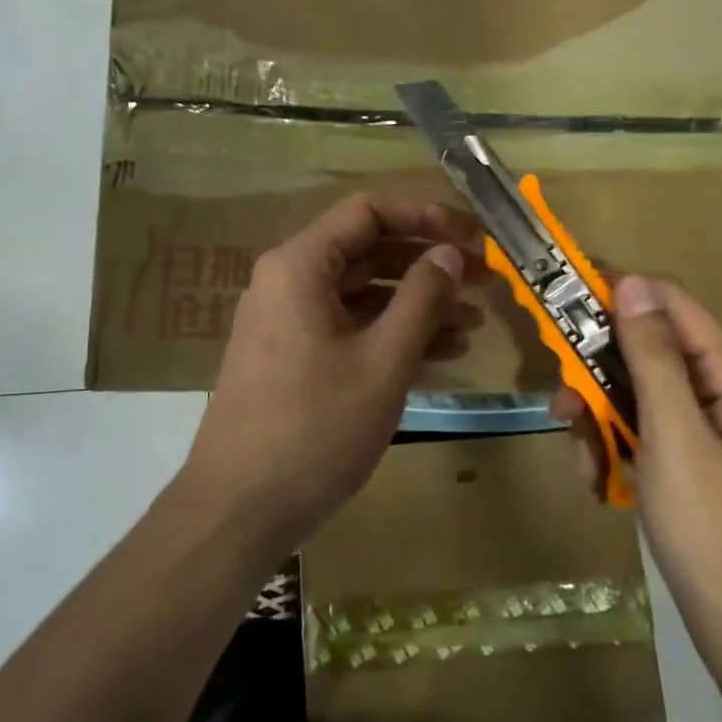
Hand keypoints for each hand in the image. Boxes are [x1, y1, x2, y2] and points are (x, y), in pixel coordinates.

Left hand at [181, 194, 483, 554]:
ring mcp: (289, 322)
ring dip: (417, 304)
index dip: (425, 217)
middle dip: (427, 264)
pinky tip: (440, 355)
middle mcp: (289, 282)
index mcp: (300, 265)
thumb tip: (448, 253)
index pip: (368, 211)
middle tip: (483, 280)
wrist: (238, 510)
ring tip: (473, 325)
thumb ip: (421, 298)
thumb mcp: (382, 361)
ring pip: (362, 295)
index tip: (472, 238)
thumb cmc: (314, 428)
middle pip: (367, 251)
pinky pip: (349, 329)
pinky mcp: (293, 359)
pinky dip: (391, 335)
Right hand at [555, 275, 721, 687]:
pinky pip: (641, 434)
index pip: (671, 304)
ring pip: (636, 395)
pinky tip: (600, 483)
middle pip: (647, 352)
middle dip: (598, 374)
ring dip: (600, 419)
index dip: (618, 292)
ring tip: (584, 459)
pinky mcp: (689, 466)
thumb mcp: (675, 434)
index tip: (561, 298)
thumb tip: (632, 283)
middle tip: (562, 405)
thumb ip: (652, 356)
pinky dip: (613, 449)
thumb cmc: (714, 528)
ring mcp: (706, 433)